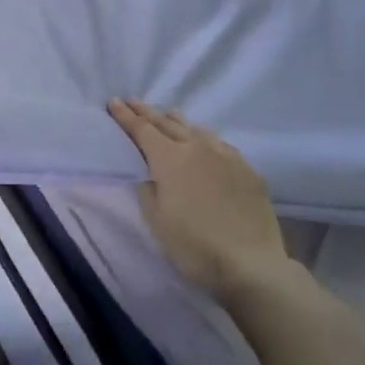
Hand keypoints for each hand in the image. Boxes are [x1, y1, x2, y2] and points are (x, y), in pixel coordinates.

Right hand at [108, 99, 288, 299]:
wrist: (251, 264)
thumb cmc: (194, 245)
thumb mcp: (156, 219)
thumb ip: (147, 188)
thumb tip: (148, 172)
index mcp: (169, 158)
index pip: (142, 129)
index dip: (125, 116)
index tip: (113, 102)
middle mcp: (197, 147)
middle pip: (167, 123)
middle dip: (146, 111)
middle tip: (132, 101)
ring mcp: (226, 156)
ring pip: (196, 129)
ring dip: (176, 121)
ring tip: (167, 115)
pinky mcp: (247, 170)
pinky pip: (220, 144)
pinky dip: (204, 137)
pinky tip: (205, 143)